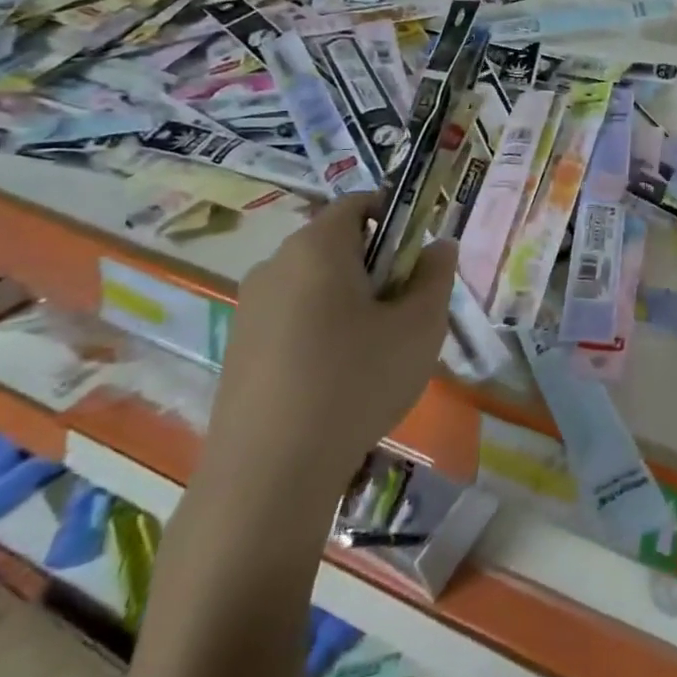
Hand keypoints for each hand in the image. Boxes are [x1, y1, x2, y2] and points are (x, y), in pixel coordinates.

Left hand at [204, 194, 456, 502]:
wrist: (268, 474)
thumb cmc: (356, 381)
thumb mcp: (420, 326)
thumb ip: (436, 276)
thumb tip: (438, 246)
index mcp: (318, 246)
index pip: (359, 203)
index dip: (397, 216)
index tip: (418, 256)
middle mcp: (275, 264)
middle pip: (337, 243)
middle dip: (376, 264)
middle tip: (405, 309)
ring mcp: (249, 307)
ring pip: (314, 283)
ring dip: (349, 299)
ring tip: (374, 350)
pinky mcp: (237, 347)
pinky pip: (291, 316)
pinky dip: (320, 328)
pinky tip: (336, 377)